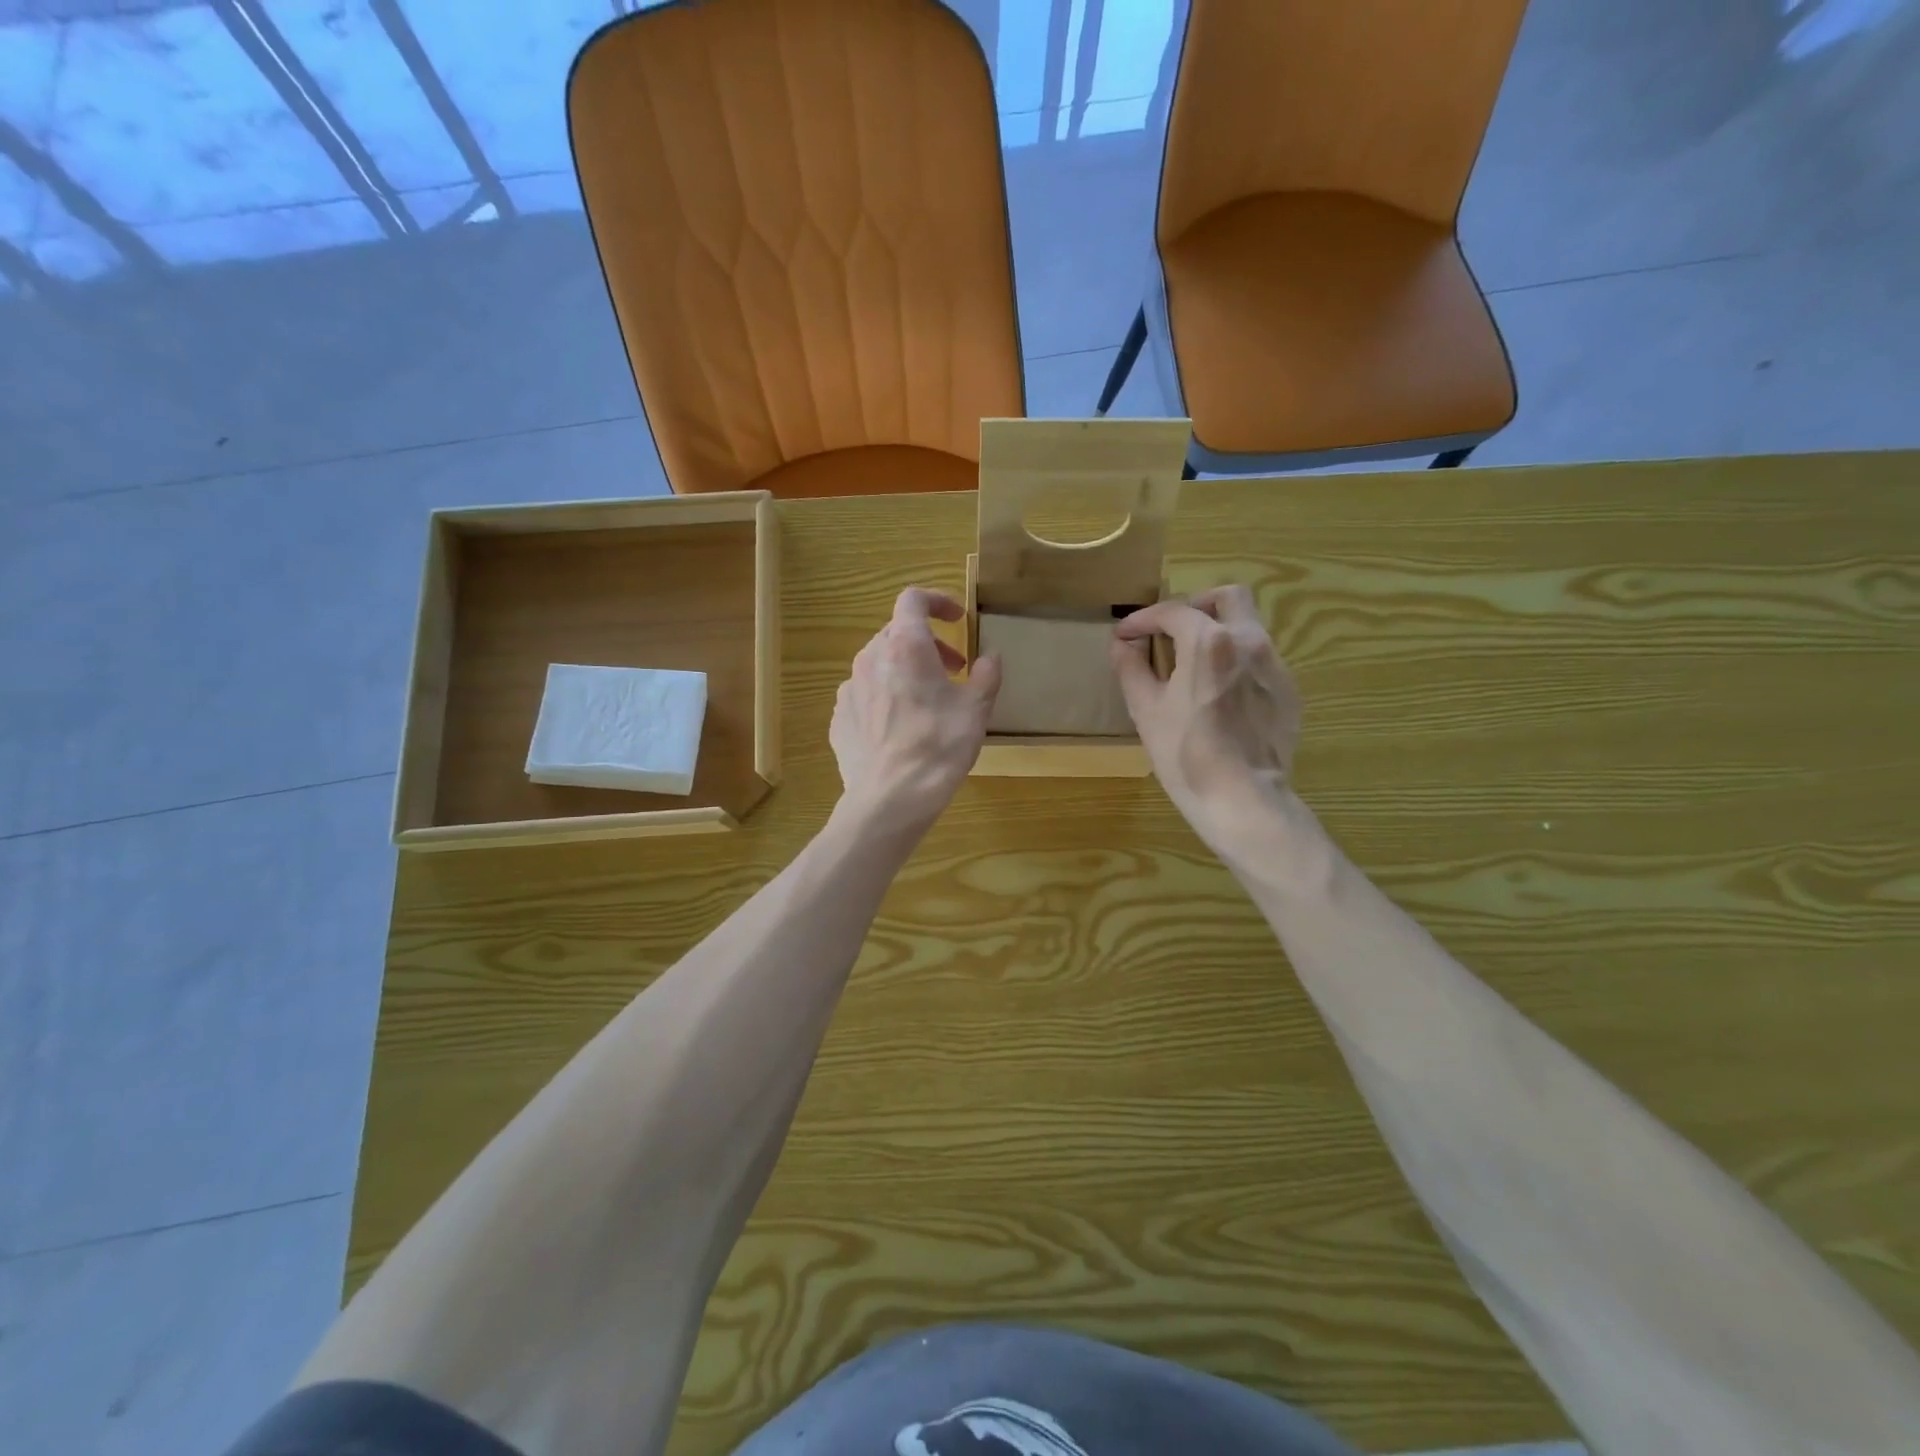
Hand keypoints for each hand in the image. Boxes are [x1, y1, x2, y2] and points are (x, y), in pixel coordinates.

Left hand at [831, 588, 1002, 832]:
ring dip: (905, 670)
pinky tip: (901, 727)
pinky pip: (865, 694)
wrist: (890, 799)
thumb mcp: (976, 710)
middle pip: (897, 633)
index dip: (937, 601)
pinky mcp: (840, 718)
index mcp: (905, 647)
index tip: (957, 619)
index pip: (913, 599)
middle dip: (928, 644)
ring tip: (928, 701)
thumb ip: (986, 676)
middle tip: (953, 670)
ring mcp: (849, 689)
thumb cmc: (938, 747)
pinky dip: (886, 697)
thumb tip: (990, 658)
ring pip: (879, 664)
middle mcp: (870, 658)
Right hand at [1110, 586, 1302, 858]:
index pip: (1173, 611)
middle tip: (1174, 631)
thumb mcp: (1145, 710)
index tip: (1126, 635)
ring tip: (1195, 666)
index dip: (1143, 619)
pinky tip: (1220, 696)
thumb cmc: (1185, 753)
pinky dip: (1236, 663)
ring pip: (1248, 628)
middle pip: (1228, 597)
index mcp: (1209, 641)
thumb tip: (1123, 644)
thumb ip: (1131, 668)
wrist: (1243, 799)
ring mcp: (1275, 665)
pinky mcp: (1289, 691)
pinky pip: (1260, 661)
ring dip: (1219, 634)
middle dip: (1197, 606)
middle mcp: (1249, 641)